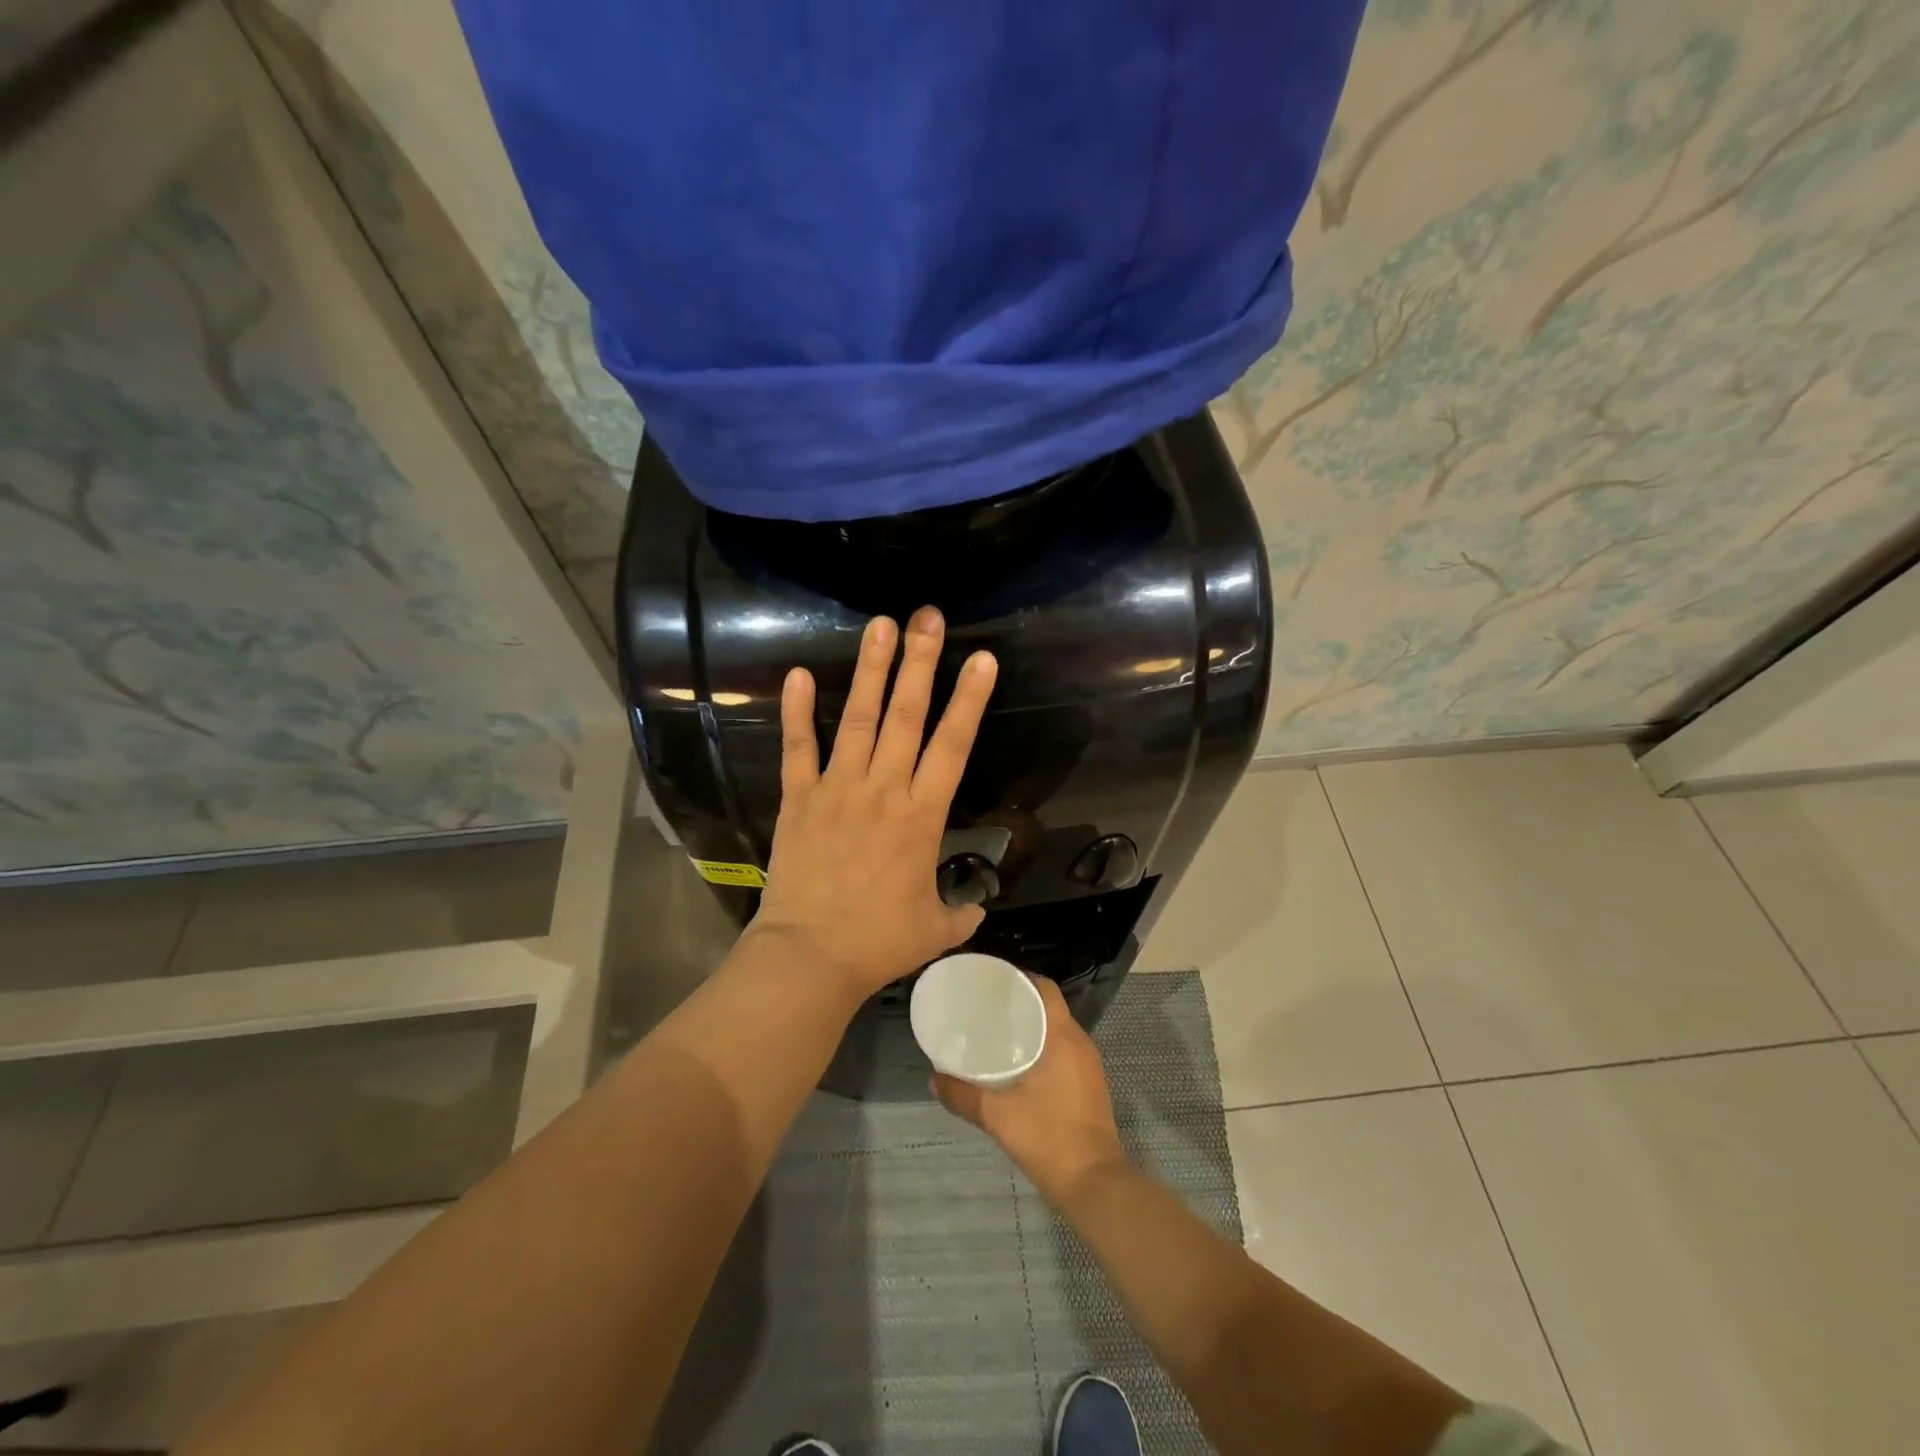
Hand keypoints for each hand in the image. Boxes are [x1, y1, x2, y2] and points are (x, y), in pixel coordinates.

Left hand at [750, 607, 997, 999]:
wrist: (810, 957)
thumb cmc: (878, 943)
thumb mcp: (936, 930)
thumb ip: (962, 910)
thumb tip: (976, 903)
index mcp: (922, 816)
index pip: (953, 746)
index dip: (970, 700)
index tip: (982, 659)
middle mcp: (883, 790)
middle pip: (906, 716)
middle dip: (920, 663)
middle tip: (928, 617)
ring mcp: (837, 790)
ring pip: (859, 719)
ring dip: (871, 670)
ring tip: (881, 625)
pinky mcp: (799, 799)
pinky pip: (799, 748)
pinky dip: (799, 712)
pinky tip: (801, 674)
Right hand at [931, 977, 1127, 1203]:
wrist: (1093, 1184)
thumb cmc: (1048, 1137)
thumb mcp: (997, 1115)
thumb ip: (962, 1095)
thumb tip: (933, 1078)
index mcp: (1062, 1037)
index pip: (1045, 988)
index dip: (1021, 978)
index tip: (993, 981)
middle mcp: (1079, 1043)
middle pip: (1050, 1007)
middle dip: (1021, 1002)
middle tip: (986, 1006)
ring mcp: (1088, 1065)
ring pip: (1057, 1030)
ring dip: (1032, 1026)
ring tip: (997, 1031)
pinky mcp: (1089, 1085)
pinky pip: (1063, 1050)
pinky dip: (1042, 1046)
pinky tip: (1018, 1063)